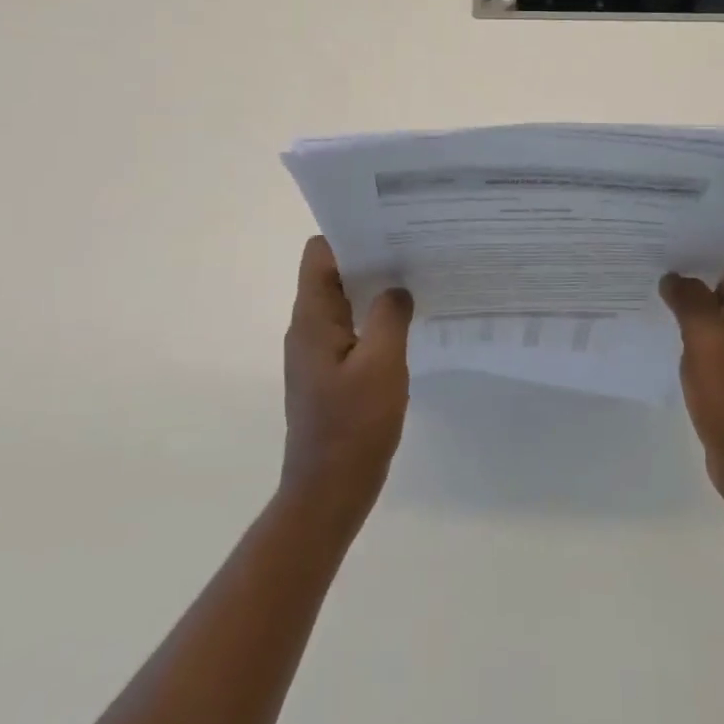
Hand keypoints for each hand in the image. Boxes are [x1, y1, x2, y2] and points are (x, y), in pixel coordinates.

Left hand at [280, 236, 413, 528]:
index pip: (320, 253)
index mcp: (312, 318)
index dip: (351, 234)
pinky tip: (406, 323)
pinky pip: (350, 328)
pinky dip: (374, 317)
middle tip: (413, 249)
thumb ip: (390, 316)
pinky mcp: (329, 372)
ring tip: (415, 279)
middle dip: (370, 257)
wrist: (327, 494)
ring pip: (344, 300)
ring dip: (374, 288)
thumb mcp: (382, 365)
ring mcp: (316, 351)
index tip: (390, 228)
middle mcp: (307, 327)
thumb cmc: (353, 427)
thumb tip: (397, 286)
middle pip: (333, 272)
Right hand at [660, 231, 723, 533]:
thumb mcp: (708, 343)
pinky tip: (659, 318)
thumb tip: (674, 276)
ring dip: (690, 287)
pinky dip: (690, 319)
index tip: (681, 216)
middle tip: (652, 240)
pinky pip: (712, 330)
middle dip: (696, 253)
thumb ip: (691, 301)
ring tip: (648, 271)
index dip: (719, 225)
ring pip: (719, 300)